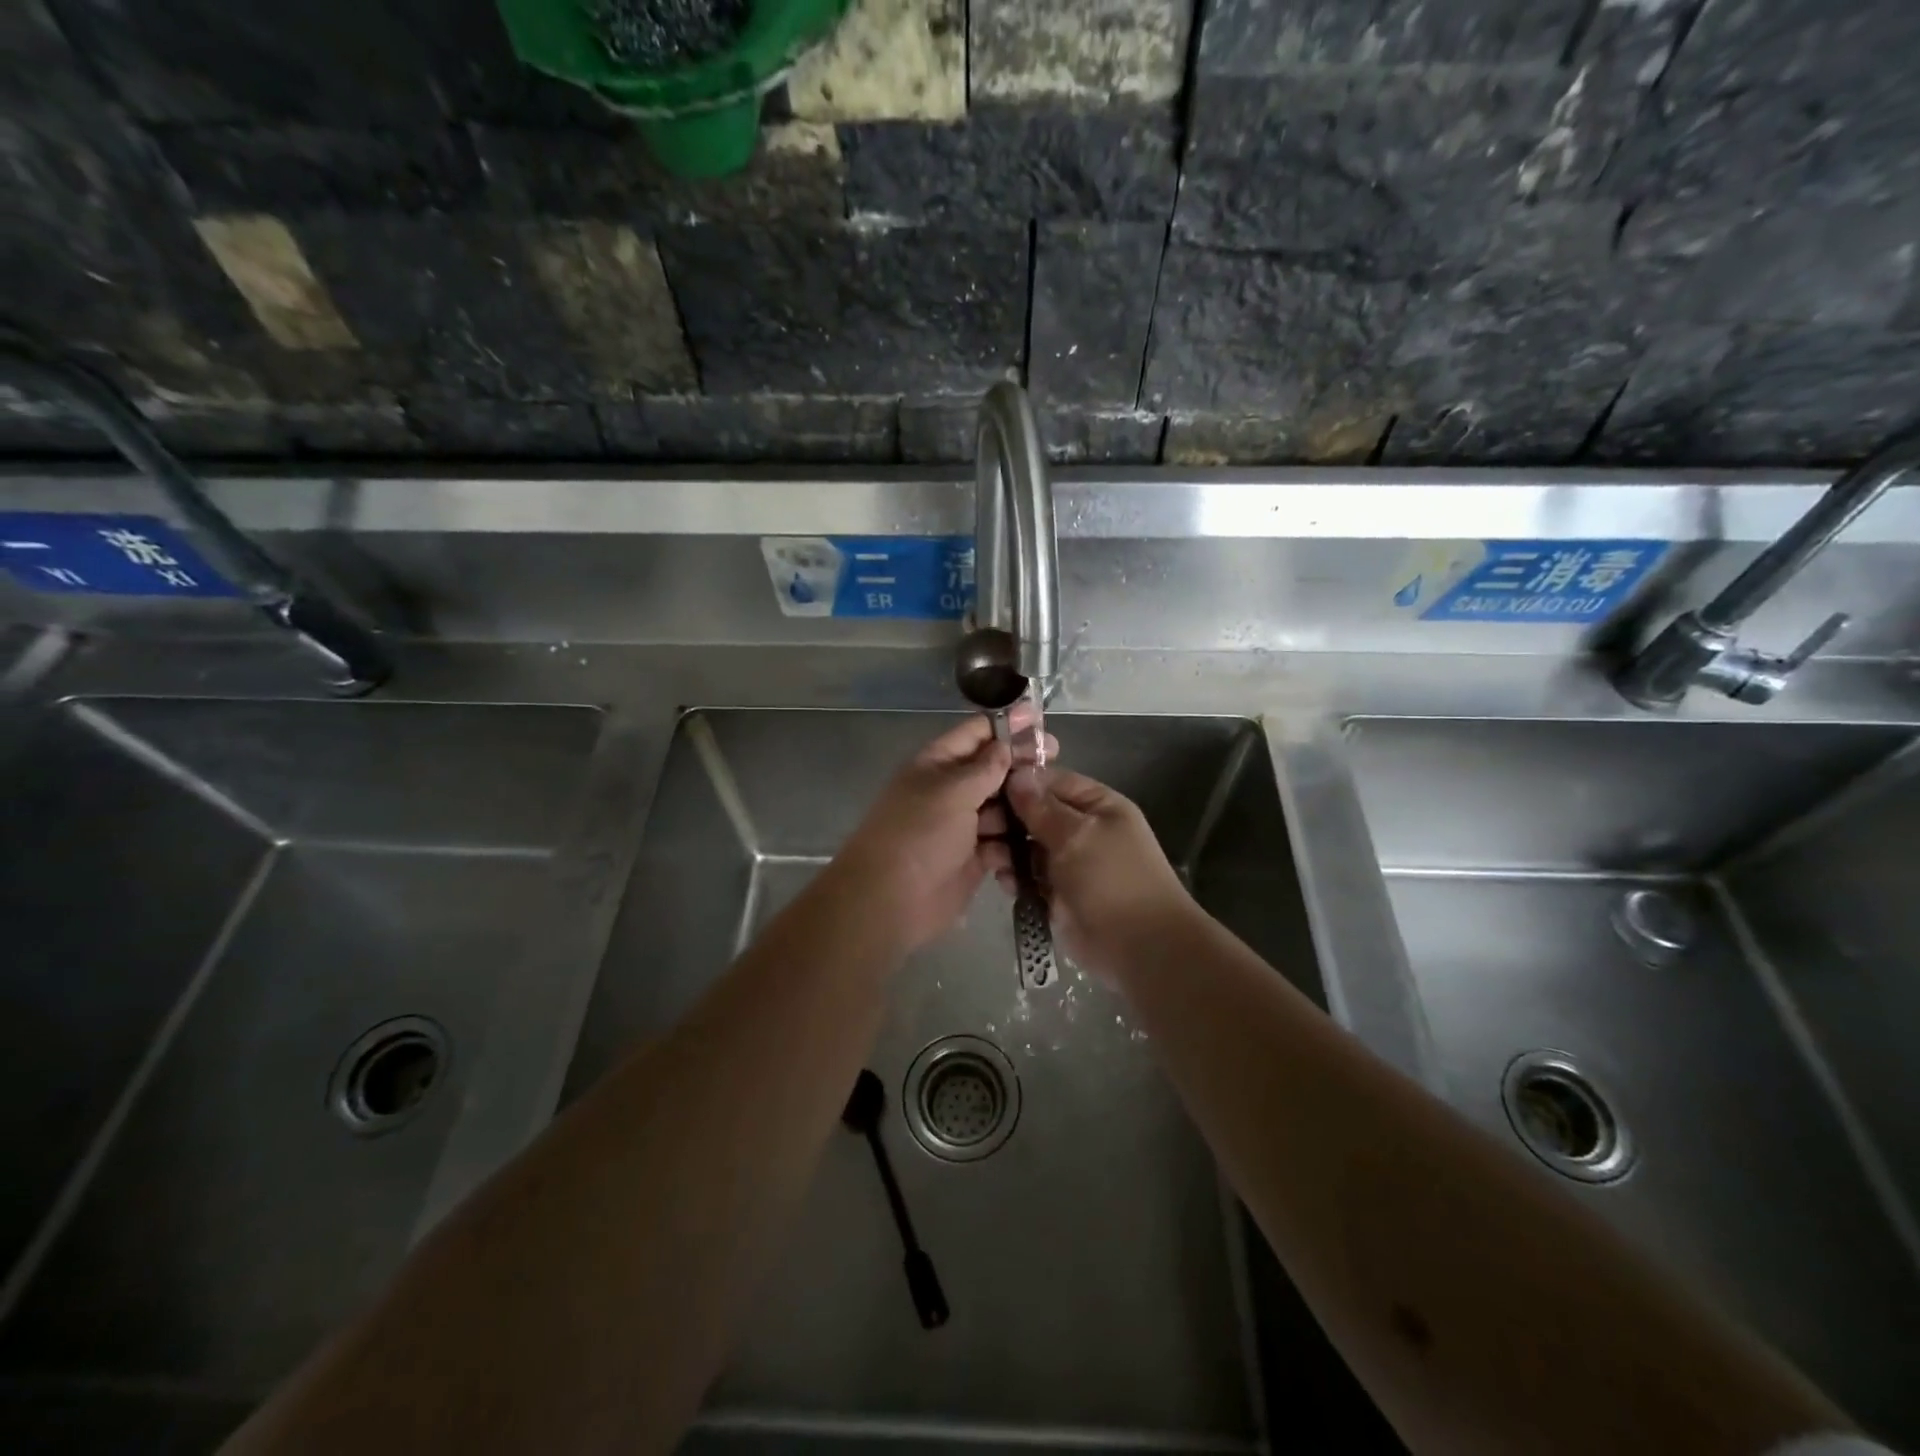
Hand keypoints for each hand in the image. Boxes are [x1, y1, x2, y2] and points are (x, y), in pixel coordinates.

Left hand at [833, 707, 1055, 953]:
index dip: (1007, 725)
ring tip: (1052, 810)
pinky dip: (1016, 848)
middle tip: (1057, 763)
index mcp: (938, 764)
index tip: (1040, 722)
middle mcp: (951, 790)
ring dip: (1024, 810)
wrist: (889, 901)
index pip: (976, 733)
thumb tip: (1006, 745)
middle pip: (994, 770)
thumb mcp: (952, 792)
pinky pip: (1003, 845)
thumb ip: (985, 768)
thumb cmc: (918, 835)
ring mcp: (963, 825)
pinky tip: (1037, 848)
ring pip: (1003, 809)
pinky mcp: (974, 858)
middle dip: (1023, 767)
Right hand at [992, 767, 1195, 978]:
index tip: (985, 786)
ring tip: (990, 856)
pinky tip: (1003, 880)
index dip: (1021, 782)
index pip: (1053, 781)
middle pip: (1037, 814)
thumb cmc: (1112, 879)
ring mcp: (1070, 863)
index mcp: (1098, 806)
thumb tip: (1017, 776)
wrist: (1139, 947)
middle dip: (1008, 818)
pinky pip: (1029, 876)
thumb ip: (1042, 808)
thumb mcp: (1077, 835)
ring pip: (1028, 846)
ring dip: (1007, 849)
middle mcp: (1083, 829)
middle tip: (978, 825)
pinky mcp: (1057, 894)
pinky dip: (1015, 876)